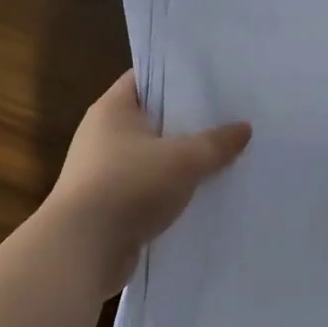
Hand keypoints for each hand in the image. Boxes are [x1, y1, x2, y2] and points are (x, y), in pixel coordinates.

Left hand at [42, 71, 251, 296]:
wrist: (83, 250)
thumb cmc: (129, 186)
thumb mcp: (183, 159)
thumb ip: (216, 143)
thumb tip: (244, 128)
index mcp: (112, 109)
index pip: (146, 78)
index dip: (177, 76)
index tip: (213, 80)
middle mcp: (103, 135)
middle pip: (153, 119)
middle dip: (188, 122)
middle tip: (230, 119)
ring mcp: (104, 172)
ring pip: (153, 158)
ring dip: (182, 162)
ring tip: (225, 158)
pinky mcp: (110, 206)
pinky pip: (149, 190)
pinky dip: (171, 192)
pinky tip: (203, 196)